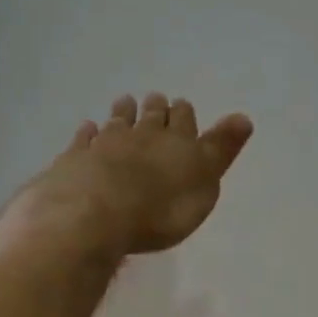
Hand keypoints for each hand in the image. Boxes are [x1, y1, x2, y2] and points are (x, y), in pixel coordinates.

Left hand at [18, 93, 253, 256]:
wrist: (93, 217)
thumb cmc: (160, 209)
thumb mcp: (205, 183)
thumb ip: (221, 149)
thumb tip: (243, 117)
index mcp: (176, 142)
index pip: (183, 119)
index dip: (184, 113)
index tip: (182, 105)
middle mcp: (141, 136)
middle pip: (150, 116)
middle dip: (156, 108)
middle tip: (156, 99)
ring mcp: (104, 145)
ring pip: (117, 121)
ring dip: (124, 112)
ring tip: (126, 102)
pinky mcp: (74, 159)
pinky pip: (83, 140)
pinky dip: (88, 133)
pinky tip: (88, 129)